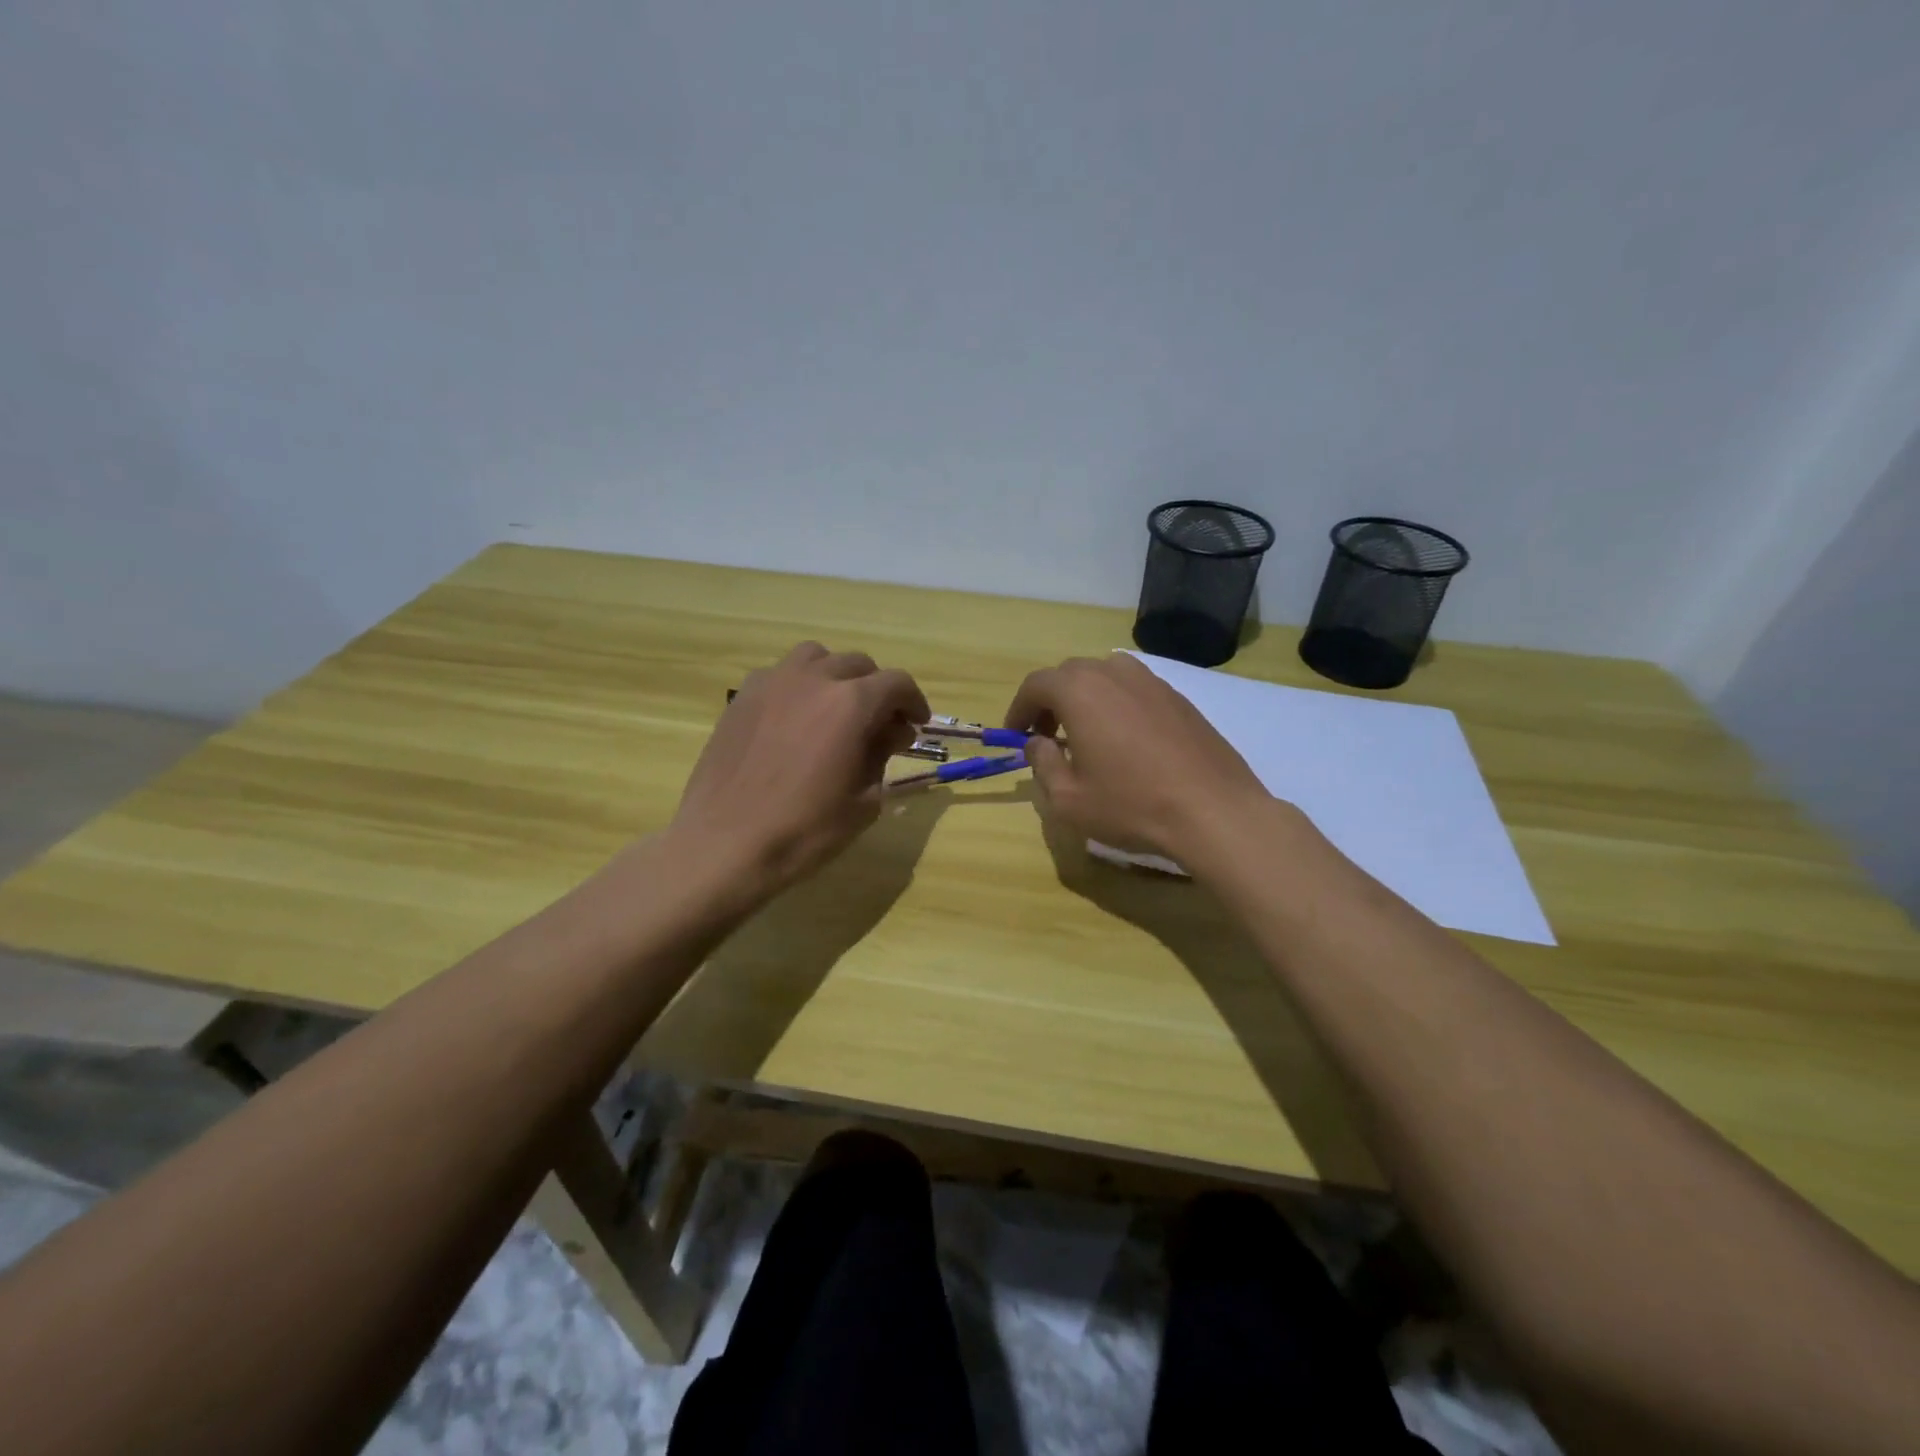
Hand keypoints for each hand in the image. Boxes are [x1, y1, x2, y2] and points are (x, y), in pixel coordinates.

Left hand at [670, 642, 928, 897]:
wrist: (724, 844)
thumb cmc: (804, 830)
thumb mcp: (863, 801)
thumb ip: (882, 756)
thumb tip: (890, 732)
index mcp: (851, 704)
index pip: (896, 683)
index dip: (914, 701)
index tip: (916, 724)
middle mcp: (813, 679)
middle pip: (858, 665)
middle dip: (877, 690)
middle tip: (880, 724)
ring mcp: (772, 683)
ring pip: (816, 658)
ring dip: (836, 676)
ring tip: (836, 710)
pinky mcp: (742, 697)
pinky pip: (781, 674)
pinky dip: (800, 686)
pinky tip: (796, 720)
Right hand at [1003, 653, 1272, 861]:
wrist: (1214, 811)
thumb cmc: (1131, 805)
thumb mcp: (1068, 798)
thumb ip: (1042, 763)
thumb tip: (1037, 742)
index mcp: (1080, 690)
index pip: (1036, 684)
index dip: (1019, 709)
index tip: (1015, 735)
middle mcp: (1114, 674)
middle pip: (1070, 674)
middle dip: (1050, 702)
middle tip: (1047, 737)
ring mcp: (1152, 682)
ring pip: (1105, 677)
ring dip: (1085, 699)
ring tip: (1086, 736)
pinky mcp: (1179, 698)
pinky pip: (1134, 690)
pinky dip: (1117, 705)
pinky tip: (1126, 742)